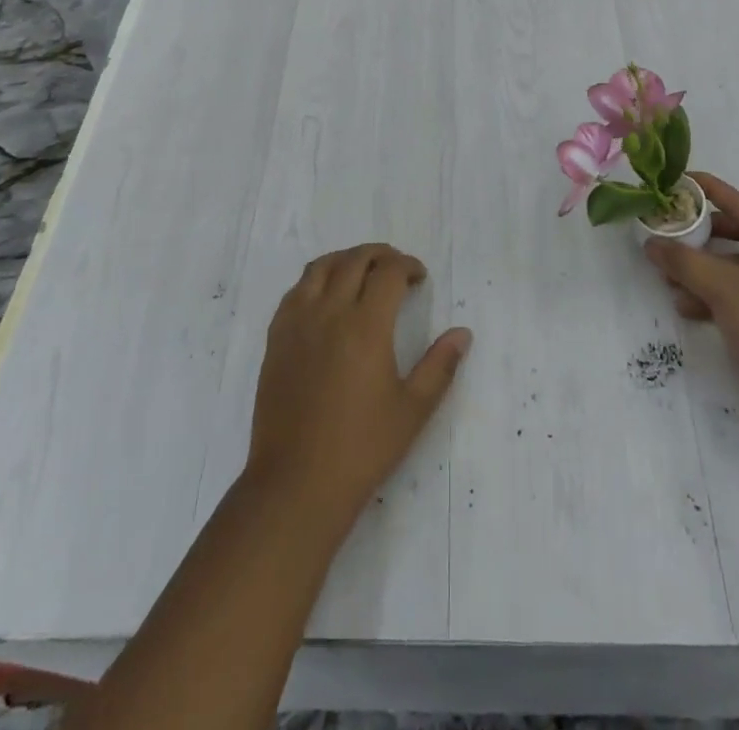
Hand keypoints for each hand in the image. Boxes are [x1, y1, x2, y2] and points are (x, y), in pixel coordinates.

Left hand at [245, 244, 471, 529]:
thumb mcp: (412, 410)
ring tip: (362, 272)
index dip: (408, 266)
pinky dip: (316, 280)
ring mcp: (297, 323)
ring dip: (346, 259)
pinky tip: (326, 298)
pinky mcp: (276, 338)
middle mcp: (329, 312)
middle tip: (397, 268)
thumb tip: (463, 333)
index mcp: (366, 325)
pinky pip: (295, 291)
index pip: (388, 272)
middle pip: (354, 260)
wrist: (296, 483)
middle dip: (380, 255)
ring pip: (320, 267)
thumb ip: (440, 366)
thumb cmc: (361, 448)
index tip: (419, 278)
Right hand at [644, 172, 738, 442]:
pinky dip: (714, 299)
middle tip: (665, 234)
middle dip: (699, 239)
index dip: (709, 191)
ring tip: (667, 280)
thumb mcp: (727, 291)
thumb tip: (652, 243)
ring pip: (736, 271)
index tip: (677, 179)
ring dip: (702, 273)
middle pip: (738, 238)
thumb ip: (686, 262)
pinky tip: (687, 308)